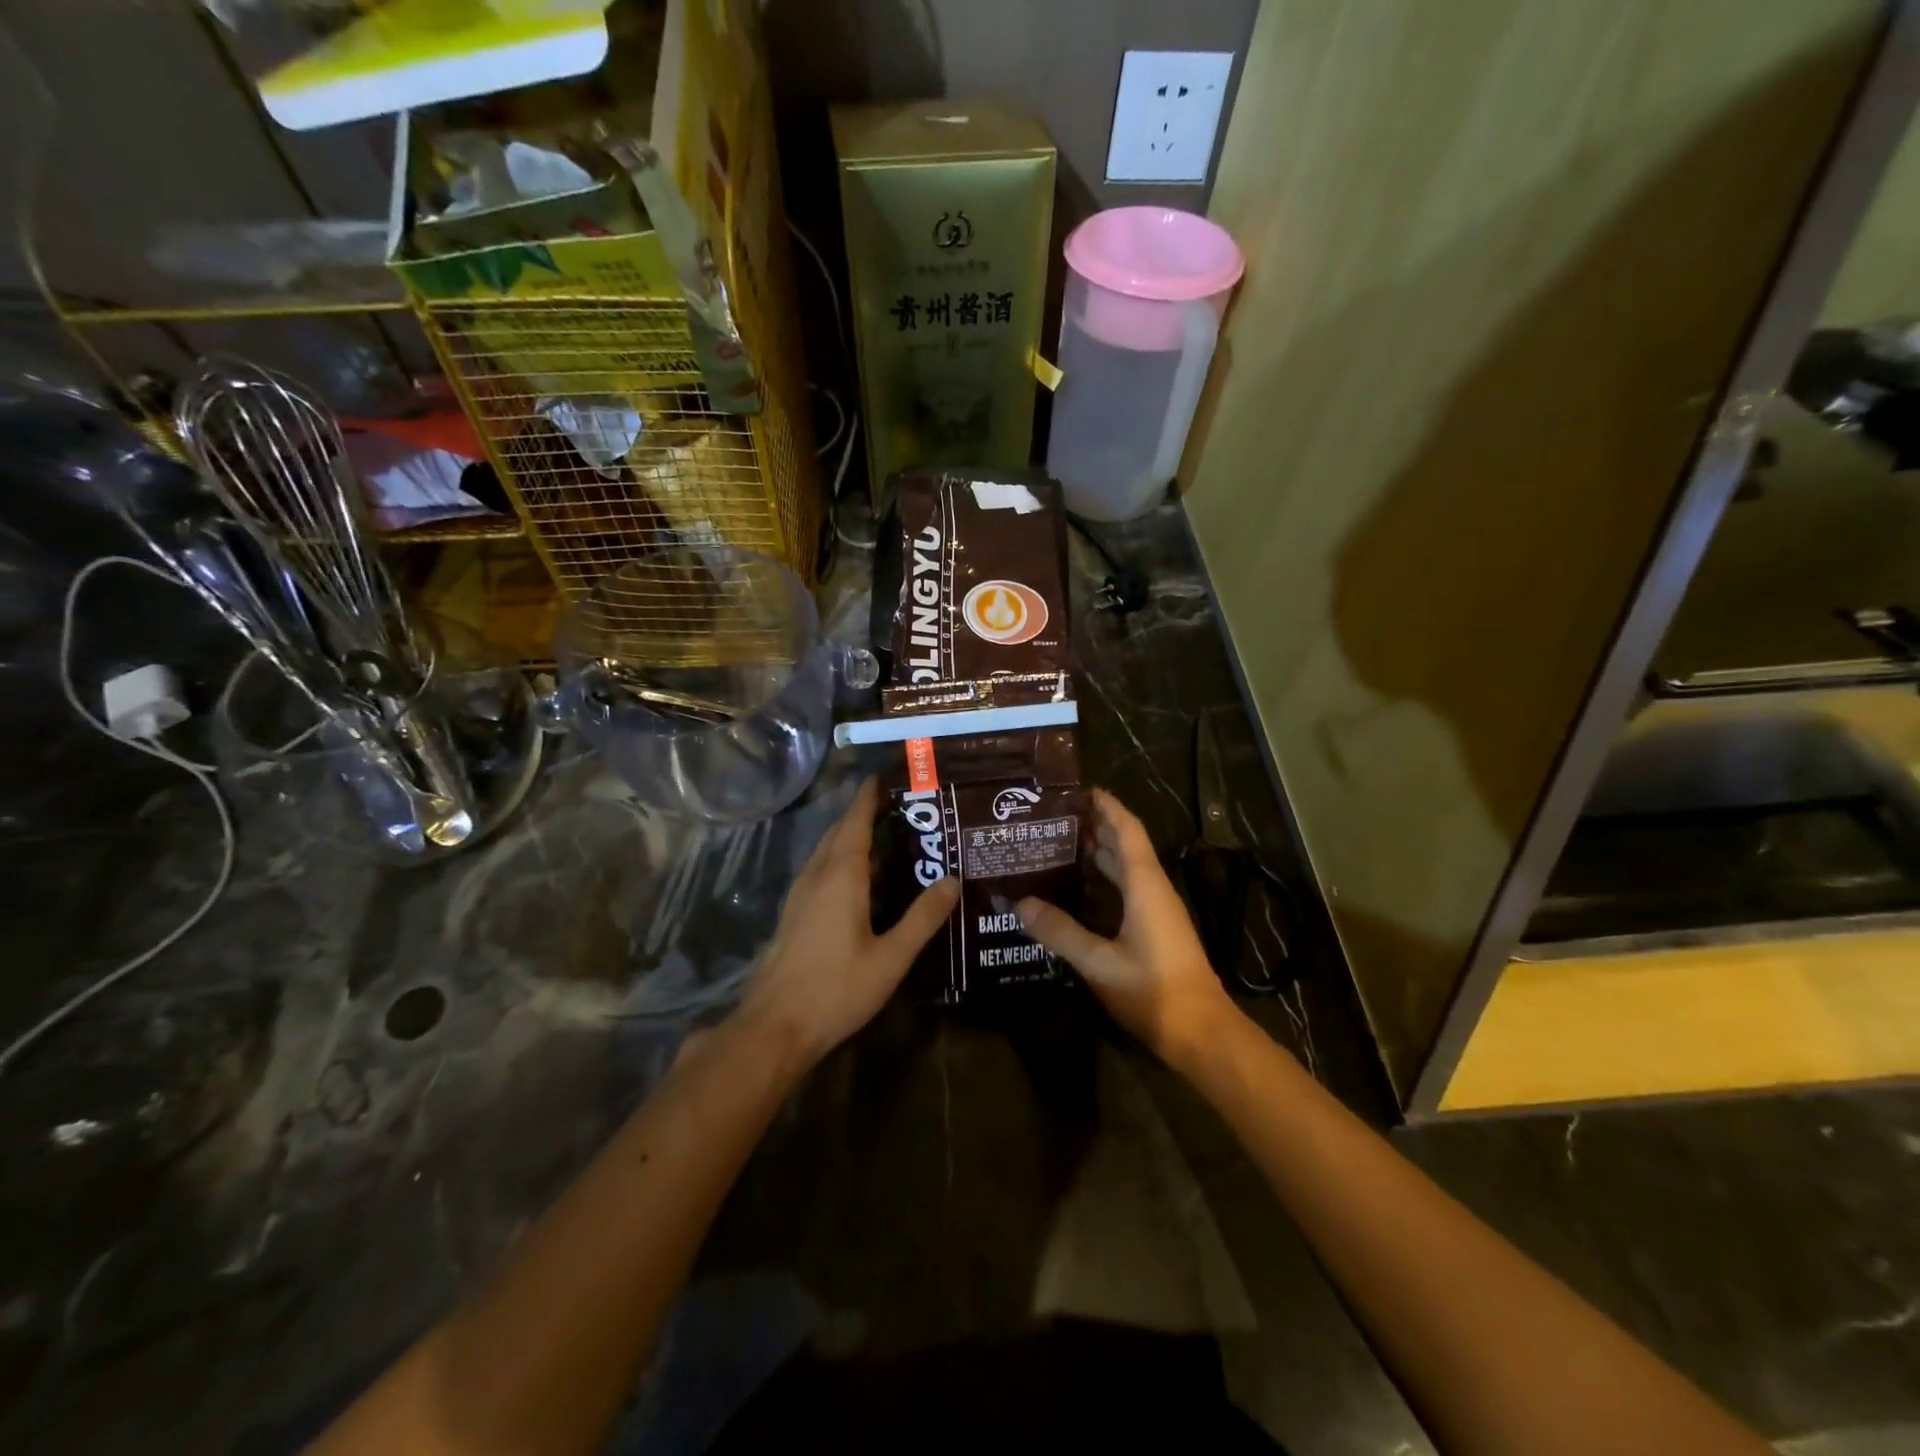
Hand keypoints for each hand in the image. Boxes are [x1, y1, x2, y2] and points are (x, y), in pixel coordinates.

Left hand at [740, 778, 960, 1071]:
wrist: (774, 1027)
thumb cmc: (836, 989)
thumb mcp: (891, 957)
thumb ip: (923, 918)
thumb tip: (952, 880)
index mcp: (841, 876)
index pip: (854, 822)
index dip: (868, 797)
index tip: (885, 776)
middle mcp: (817, 876)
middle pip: (838, 832)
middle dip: (863, 814)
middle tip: (897, 807)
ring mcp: (800, 895)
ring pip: (826, 852)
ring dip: (850, 837)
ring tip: (885, 838)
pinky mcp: (794, 914)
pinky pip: (820, 871)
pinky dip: (841, 860)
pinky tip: (861, 881)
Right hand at [1018, 788, 1236, 1070]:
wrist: (1201, 1033)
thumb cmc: (1153, 991)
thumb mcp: (1099, 962)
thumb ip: (1059, 931)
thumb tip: (1019, 903)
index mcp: (1145, 885)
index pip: (1126, 830)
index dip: (1105, 806)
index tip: (1076, 789)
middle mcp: (1152, 889)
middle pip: (1123, 845)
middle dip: (1093, 825)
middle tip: (1051, 816)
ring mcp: (1156, 910)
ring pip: (1125, 868)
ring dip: (1096, 852)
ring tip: (1056, 842)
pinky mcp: (1154, 929)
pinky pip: (1125, 889)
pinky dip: (1101, 879)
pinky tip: (1076, 887)